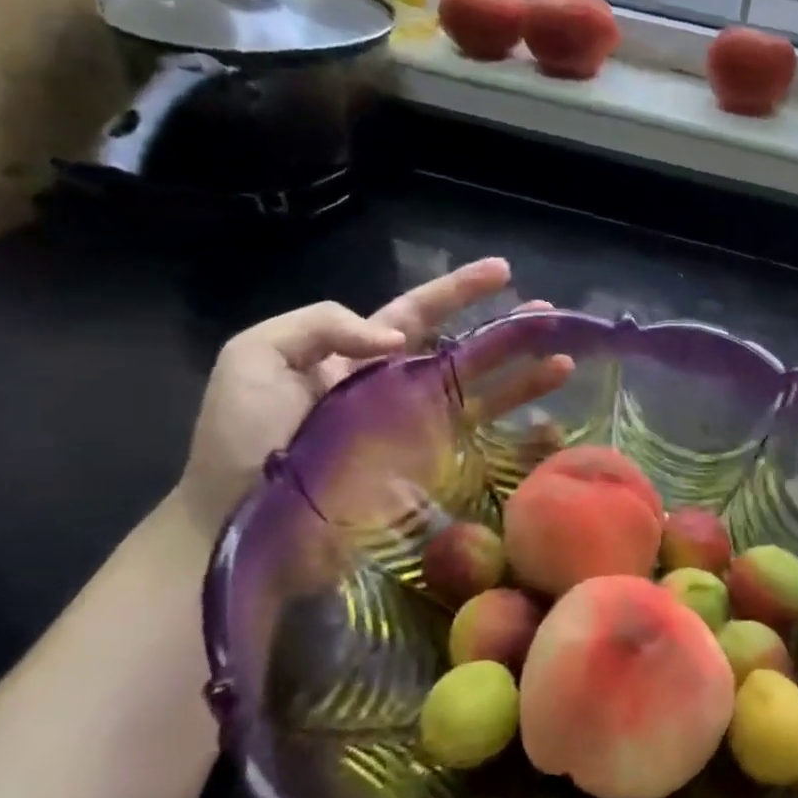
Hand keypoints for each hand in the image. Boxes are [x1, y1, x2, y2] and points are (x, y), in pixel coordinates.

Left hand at [176, 258, 564, 532]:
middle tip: (551, 315)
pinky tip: (551, 430)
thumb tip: (399, 341)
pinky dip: (520, 441)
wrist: (234, 527)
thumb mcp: (255, 357)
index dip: (459, 290)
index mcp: (358, 355)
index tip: (503, 270)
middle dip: (508, 331)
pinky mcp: (427, 475)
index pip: (418, 312)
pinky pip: (480, 450)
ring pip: (483, 396)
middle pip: (465, 351)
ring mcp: (416, 433)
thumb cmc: (241, 440)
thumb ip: (323, 325)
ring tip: (563, 362)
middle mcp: (397, 388)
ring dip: (525, 378)